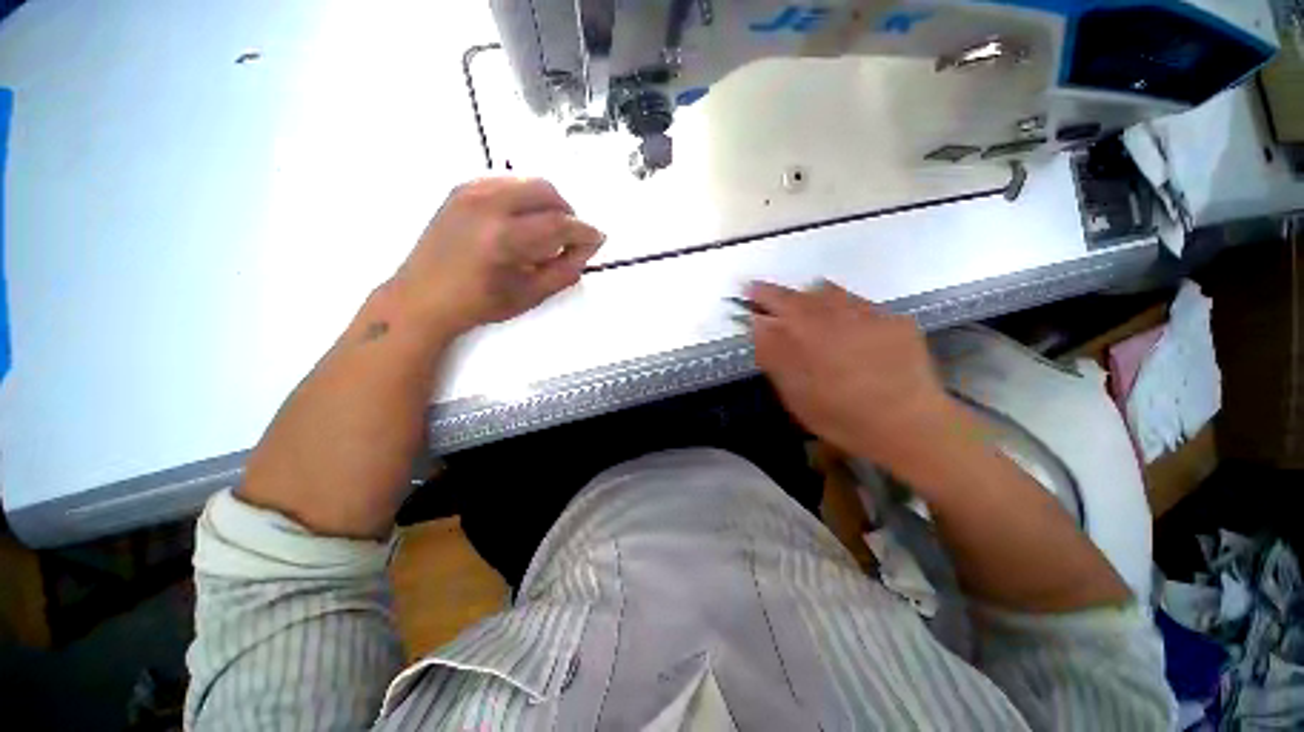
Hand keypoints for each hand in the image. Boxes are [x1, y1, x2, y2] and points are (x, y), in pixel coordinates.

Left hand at [389, 177, 604, 336]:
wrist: (423, 296)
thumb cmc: (479, 303)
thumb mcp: (530, 295)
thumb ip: (564, 271)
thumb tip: (585, 250)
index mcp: (505, 238)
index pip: (559, 224)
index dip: (584, 231)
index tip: (597, 239)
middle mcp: (488, 205)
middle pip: (546, 191)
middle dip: (567, 212)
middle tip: (571, 236)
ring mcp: (471, 192)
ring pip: (527, 181)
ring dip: (548, 202)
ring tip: (548, 228)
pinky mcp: (461, 189)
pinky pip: (506, 181)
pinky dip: (524, 196)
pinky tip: (523, 219)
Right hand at [748, 281, 957, 470]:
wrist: (909, 425)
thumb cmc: (840, 415)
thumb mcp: (794, 392)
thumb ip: (773, 354)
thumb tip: (757, 324)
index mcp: (808, 329)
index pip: (775, 300)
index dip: (759, 294)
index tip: (748, 291)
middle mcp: (837, 312)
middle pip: (802, 292)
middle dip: (784, 296)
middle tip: (776, 306)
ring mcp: (869, 313)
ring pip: (832, 293)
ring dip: (813, 300)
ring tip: (810, 317)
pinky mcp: (895, 320)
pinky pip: (860, 304)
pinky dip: (844, 310)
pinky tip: (848, 332)